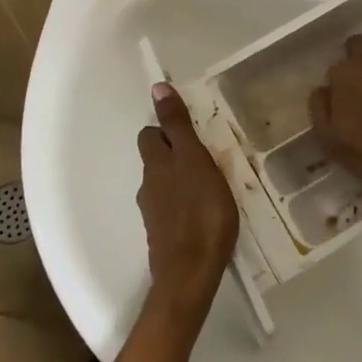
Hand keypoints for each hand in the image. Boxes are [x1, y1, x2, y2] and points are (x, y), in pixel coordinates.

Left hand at [137, 84, 239, 318]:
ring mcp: (154, 213)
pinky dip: (185, 203)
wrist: (190, 274)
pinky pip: (172, 208)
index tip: (192, 130)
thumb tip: (157, 87)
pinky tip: (205, 212)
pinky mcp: (164, 236)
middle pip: (156, 159)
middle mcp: (149, 185)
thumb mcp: (194, 160)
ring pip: (164, 184)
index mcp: (156, 164)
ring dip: (182, 179)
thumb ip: (178, 126)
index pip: (151, 134)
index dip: (167, 128)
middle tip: (206, 156)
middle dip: (174, 153)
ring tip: (212, 185)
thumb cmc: (200, 212)